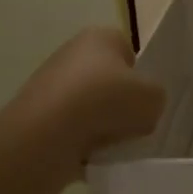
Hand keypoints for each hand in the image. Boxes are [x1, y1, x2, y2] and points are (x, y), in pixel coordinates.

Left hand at [5, 27, 166, 171]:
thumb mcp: (154, 98)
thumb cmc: (106, 101)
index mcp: (100, 37)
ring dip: (101, 126)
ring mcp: (50, 85)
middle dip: (120, 105)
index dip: (140, 79)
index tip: (143, 101)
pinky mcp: (36, 116)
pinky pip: (70, 130)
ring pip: (89, 108)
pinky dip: (81, 143)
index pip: (129, 54)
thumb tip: (143, 109)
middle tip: (132, 125)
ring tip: (111, 145)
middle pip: (109, 82)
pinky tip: (89, 155)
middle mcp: (71, 54)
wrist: (47, 135)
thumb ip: (156, 98)